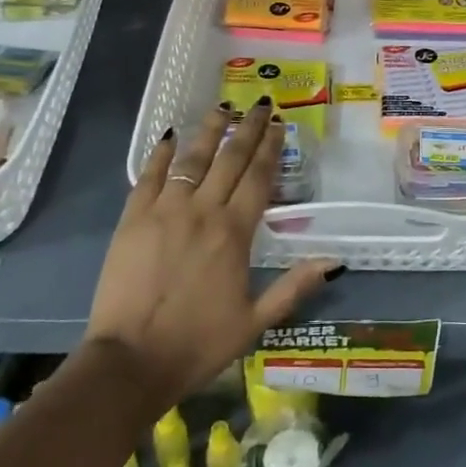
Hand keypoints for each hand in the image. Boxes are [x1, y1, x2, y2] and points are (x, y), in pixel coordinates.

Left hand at [85, 99, 338, 414]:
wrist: (130, 362)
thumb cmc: (197, 345)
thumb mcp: (255, 322)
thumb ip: (293, 287)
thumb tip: (334, 261)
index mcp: (234, 233)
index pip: (259, 178)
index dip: (271, 148)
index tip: (280, 125)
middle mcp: (203, 211)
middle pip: (230, 159)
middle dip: (248, 128)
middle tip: (260, 104)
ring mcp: (165, 210)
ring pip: (192, 158)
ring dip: (210, 130)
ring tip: (223, 107)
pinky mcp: (133, 218)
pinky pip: (150, 175)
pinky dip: (162, 153)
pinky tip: (171, 135)